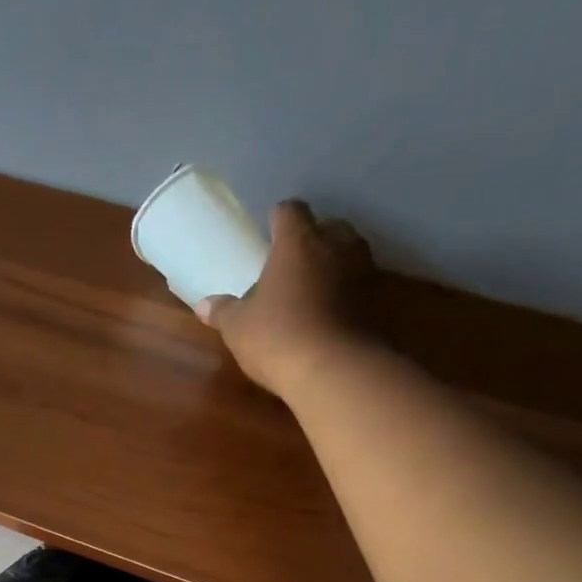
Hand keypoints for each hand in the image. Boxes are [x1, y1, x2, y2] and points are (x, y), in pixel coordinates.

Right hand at [203, 200, 376, 400]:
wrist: (335, 370)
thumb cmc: (277, 336)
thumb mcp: (238, 328)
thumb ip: (223, 312)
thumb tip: (204, 305)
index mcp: (297, 243)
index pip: (290, 211)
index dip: (279, 218)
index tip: (269, 231)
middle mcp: (335, 247)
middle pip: (330, 226)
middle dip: (314, 237)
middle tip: (294, 259)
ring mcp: (363, 273)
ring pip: (351, 253)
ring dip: (335, 263)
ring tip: (314, 284)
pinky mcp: (378, 303)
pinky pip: (361, 286)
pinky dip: (348, 293)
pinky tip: (331, 312)